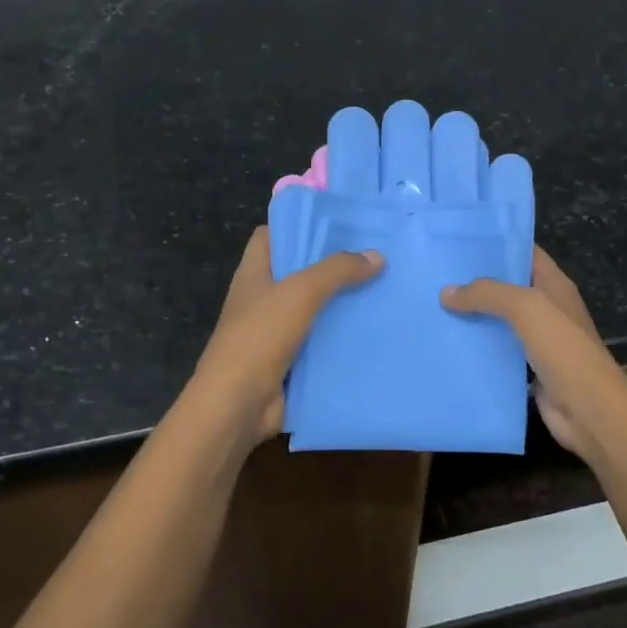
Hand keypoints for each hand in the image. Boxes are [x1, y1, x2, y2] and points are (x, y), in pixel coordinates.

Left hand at [189, 226, 382, 445]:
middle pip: (300, 273)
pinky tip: (378, 331)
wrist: (239, 405)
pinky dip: (346, 339)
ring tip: (386, 289)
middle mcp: (264, 301)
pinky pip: (324, 344)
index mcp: (254, 275)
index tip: (337, 222)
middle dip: (334, 265)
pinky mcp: (294, 363)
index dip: (298, 225)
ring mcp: (278, 334)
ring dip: (346, 304)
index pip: (271, 236)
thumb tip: (376, 256)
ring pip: (317, 310)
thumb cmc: (260, 337)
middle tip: (376, 254)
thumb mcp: (300, 292)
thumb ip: (337, 270)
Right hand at [442, 247, 626, 464]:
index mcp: (554, 285)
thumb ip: (487, 294)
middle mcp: (547, 309)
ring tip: (434, 307)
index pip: (525, 253)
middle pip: (508, 288)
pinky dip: (477, 350)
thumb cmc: (563, 348)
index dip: (497, 244)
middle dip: (476, 282)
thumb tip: (446, 292)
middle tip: (436, 275)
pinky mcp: (528, 370)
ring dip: (473, 317)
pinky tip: (449, 345)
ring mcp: (538, 341)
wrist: (588, 409)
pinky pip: (498, 353)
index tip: (459, 241)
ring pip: (500, 322)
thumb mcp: (525, 307)